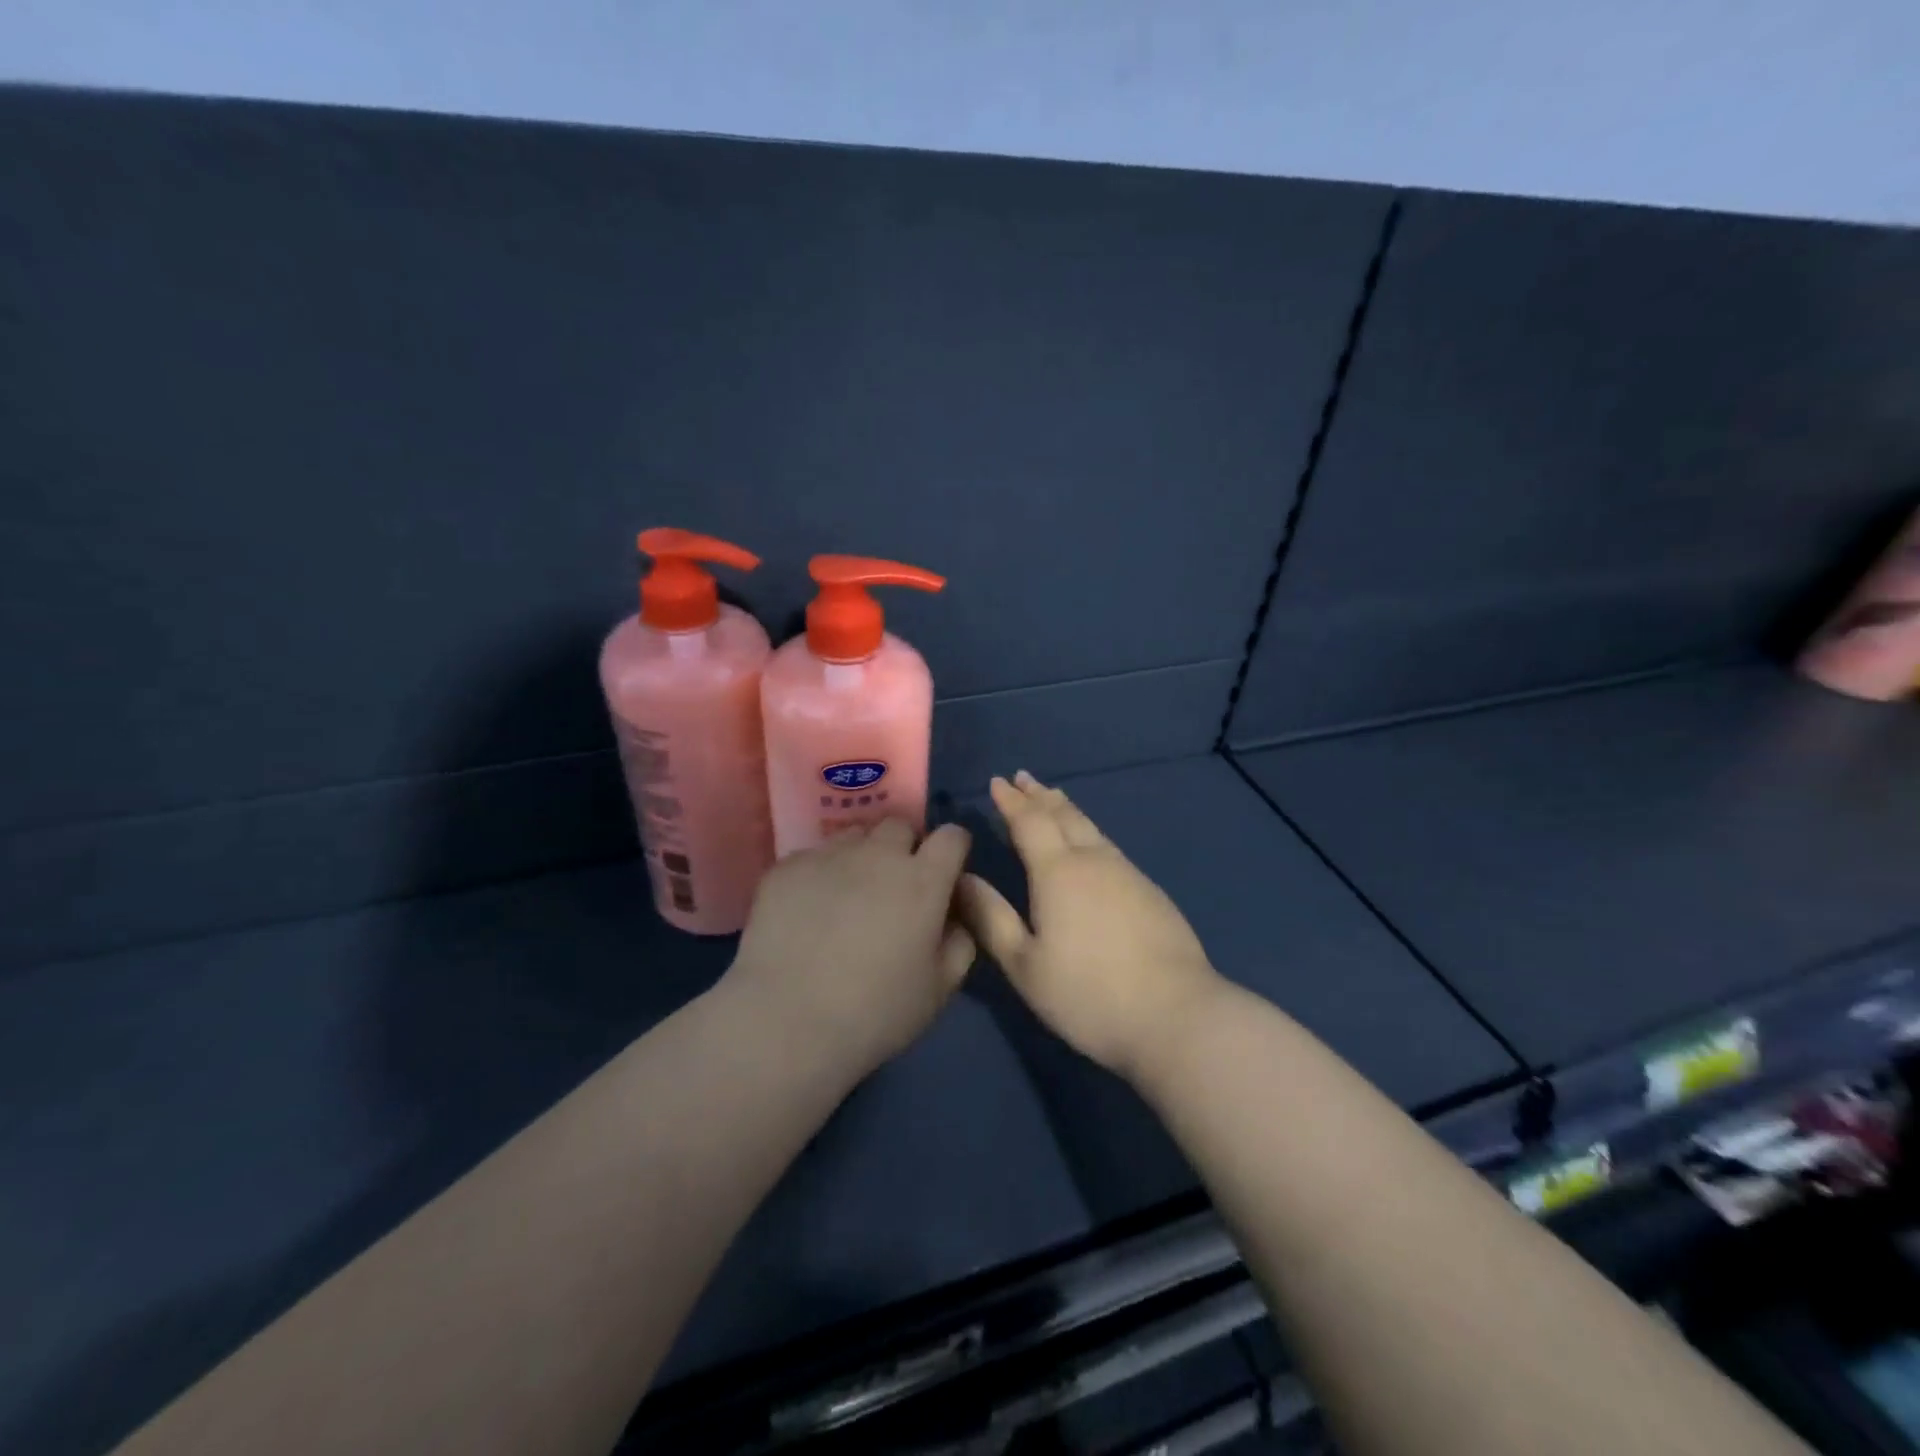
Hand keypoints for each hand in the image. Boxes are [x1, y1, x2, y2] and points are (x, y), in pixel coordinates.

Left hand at [726, 818, 976, 1079]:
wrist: (786, 1023)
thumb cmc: (875, 1012)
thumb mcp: (939, 989)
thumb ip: (959, 942)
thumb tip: (954, 915)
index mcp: (923, 880)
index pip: (952, 836)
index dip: (952, 851)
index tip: (944, 874)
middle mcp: (878, 854)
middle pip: (900, 826)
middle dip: (904, 847)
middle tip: (893, 887)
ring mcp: (828, 856)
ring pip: (854, 836)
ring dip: (861, 856)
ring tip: (848, 895)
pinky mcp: (786, 867)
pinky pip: (813, 856)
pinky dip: (819, 874)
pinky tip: (807, 911)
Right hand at [957, 772, 1224, 1081]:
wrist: (1177, 1015)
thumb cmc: (1088, 994)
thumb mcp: (1025, 965)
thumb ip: (991, 918)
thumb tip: (963, 878)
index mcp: (1057, 872)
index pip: (1029, 822)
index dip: (1011, 801)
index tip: (997, 782)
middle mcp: (1094, 861)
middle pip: (1063, 816)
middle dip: (1040, 796)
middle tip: (1023, 779)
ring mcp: (1128, 874)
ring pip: (1091, 828)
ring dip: (1066, 809)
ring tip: (1053, 798)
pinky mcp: (1151, 892)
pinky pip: (1109, 846)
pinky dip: (1089, 832)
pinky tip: (1091, 843)